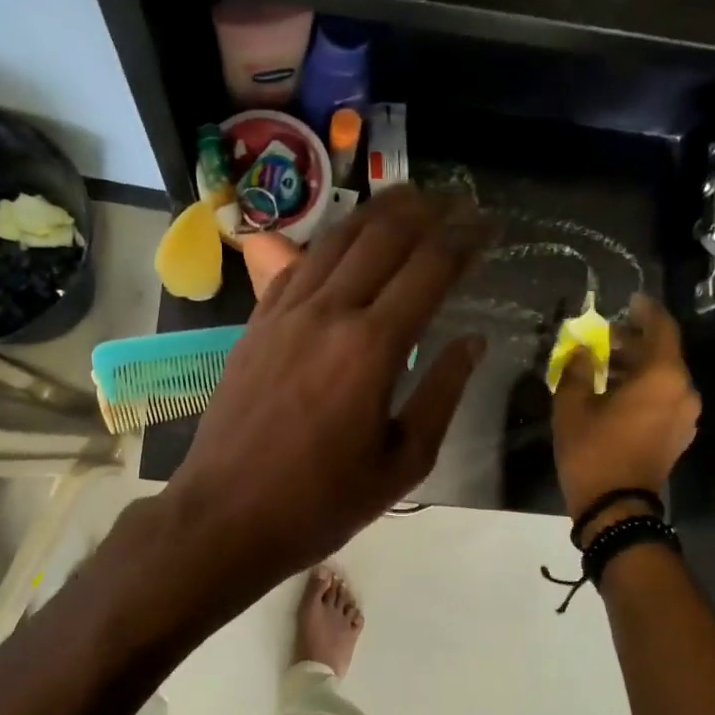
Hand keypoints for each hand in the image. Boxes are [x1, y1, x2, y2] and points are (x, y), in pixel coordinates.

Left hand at [164, 186, 491, 592]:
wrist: (225, 515)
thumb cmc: (321, 502)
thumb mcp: (402, 463)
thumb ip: (442, 394)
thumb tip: (472, 342)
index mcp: (373, 347)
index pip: (430, 268)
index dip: (465, 239)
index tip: (489, 224)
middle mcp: (329, 312)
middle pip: (384, 235)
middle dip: (428, 209)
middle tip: (458, 202)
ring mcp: (285, 312)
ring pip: (338, 238)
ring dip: (378, 211)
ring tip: (410, 199)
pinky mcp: (256, 322)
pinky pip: (298, 264)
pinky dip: (331, 241)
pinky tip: (346, 239)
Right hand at [552, 293, 699, 535]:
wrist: (616, 508)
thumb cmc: (593, 451)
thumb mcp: (572, 406)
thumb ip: (577, 370)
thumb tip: (580, 352)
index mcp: (662, 377)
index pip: (661, 329)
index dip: (645, 311)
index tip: (629, 300)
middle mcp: (683, 391)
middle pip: (662, 353)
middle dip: (633, 341)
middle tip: (602, 337)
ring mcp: (684, 415)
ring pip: (663, 377)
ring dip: (636, 366)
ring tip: (602, 366)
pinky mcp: (678, 434)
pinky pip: (663, 398)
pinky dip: (642, 388)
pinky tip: (614, 393)